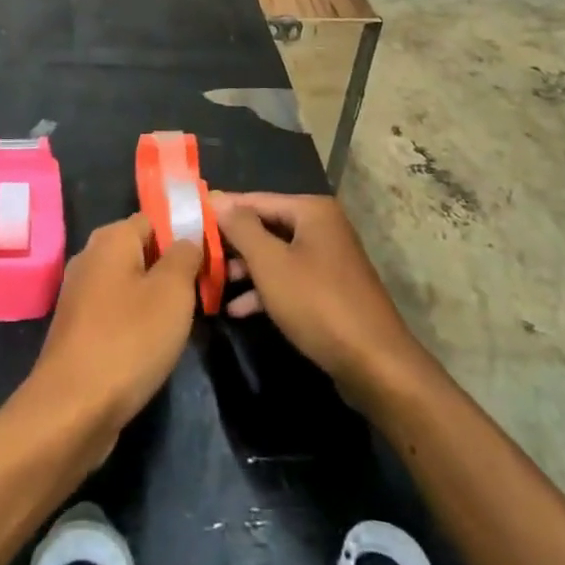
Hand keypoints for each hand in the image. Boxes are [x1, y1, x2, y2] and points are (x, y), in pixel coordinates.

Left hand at [19, 215, 200, 460]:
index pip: (156, 218)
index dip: (186, 232)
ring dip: (156, 296)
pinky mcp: (78, 328)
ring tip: (186, 318)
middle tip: (204, 289)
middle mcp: (90, 257)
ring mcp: (80, 293)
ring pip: (130, 282)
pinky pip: (116, 310)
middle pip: (142, 249)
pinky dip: (137, 320)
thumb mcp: (173, 292)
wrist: (73, 409)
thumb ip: (185, 256)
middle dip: (173, 267)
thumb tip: (188, 239)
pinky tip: (155, 343)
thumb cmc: (129, 339)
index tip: (213, 256)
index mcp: (111, 238)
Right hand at [211, 192, 427, 401]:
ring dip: (244, 270)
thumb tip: (216, 199)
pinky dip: (264, 290)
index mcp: (311, 211)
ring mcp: (328, 259)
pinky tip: (237, 309)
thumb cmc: (318, 304)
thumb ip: (241, 228)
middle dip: (232, 244)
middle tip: (196, 255)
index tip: (188, 219)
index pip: (255, 200)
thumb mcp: (270, 264)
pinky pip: (289, 279)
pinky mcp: (329, 290)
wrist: (376, 365)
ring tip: (211, 284)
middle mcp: (322, 227)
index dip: (221, 210)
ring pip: (275, 255)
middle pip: (265, 226)